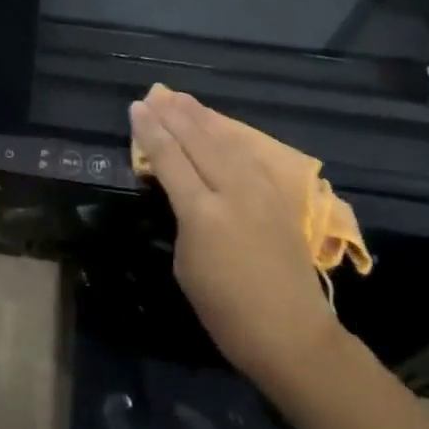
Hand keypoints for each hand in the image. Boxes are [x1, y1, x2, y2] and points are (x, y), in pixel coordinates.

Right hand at [130, 86, 344, 389]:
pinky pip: (249, 155)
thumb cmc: (226, 312)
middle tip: (155, 93)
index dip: (150, 132)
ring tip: (181, 98)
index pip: (169, 159)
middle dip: (173, 115)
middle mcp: (232, 192)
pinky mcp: (279, 198)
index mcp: (202, 213)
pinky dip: (230, 136)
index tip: (136, 108)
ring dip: (201, 117)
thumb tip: (184, 192)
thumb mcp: (186, 266)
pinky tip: (220, 126)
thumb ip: (184, 219)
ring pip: (226, 141)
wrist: (292, 335)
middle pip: (197, 141)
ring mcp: (260, 192)